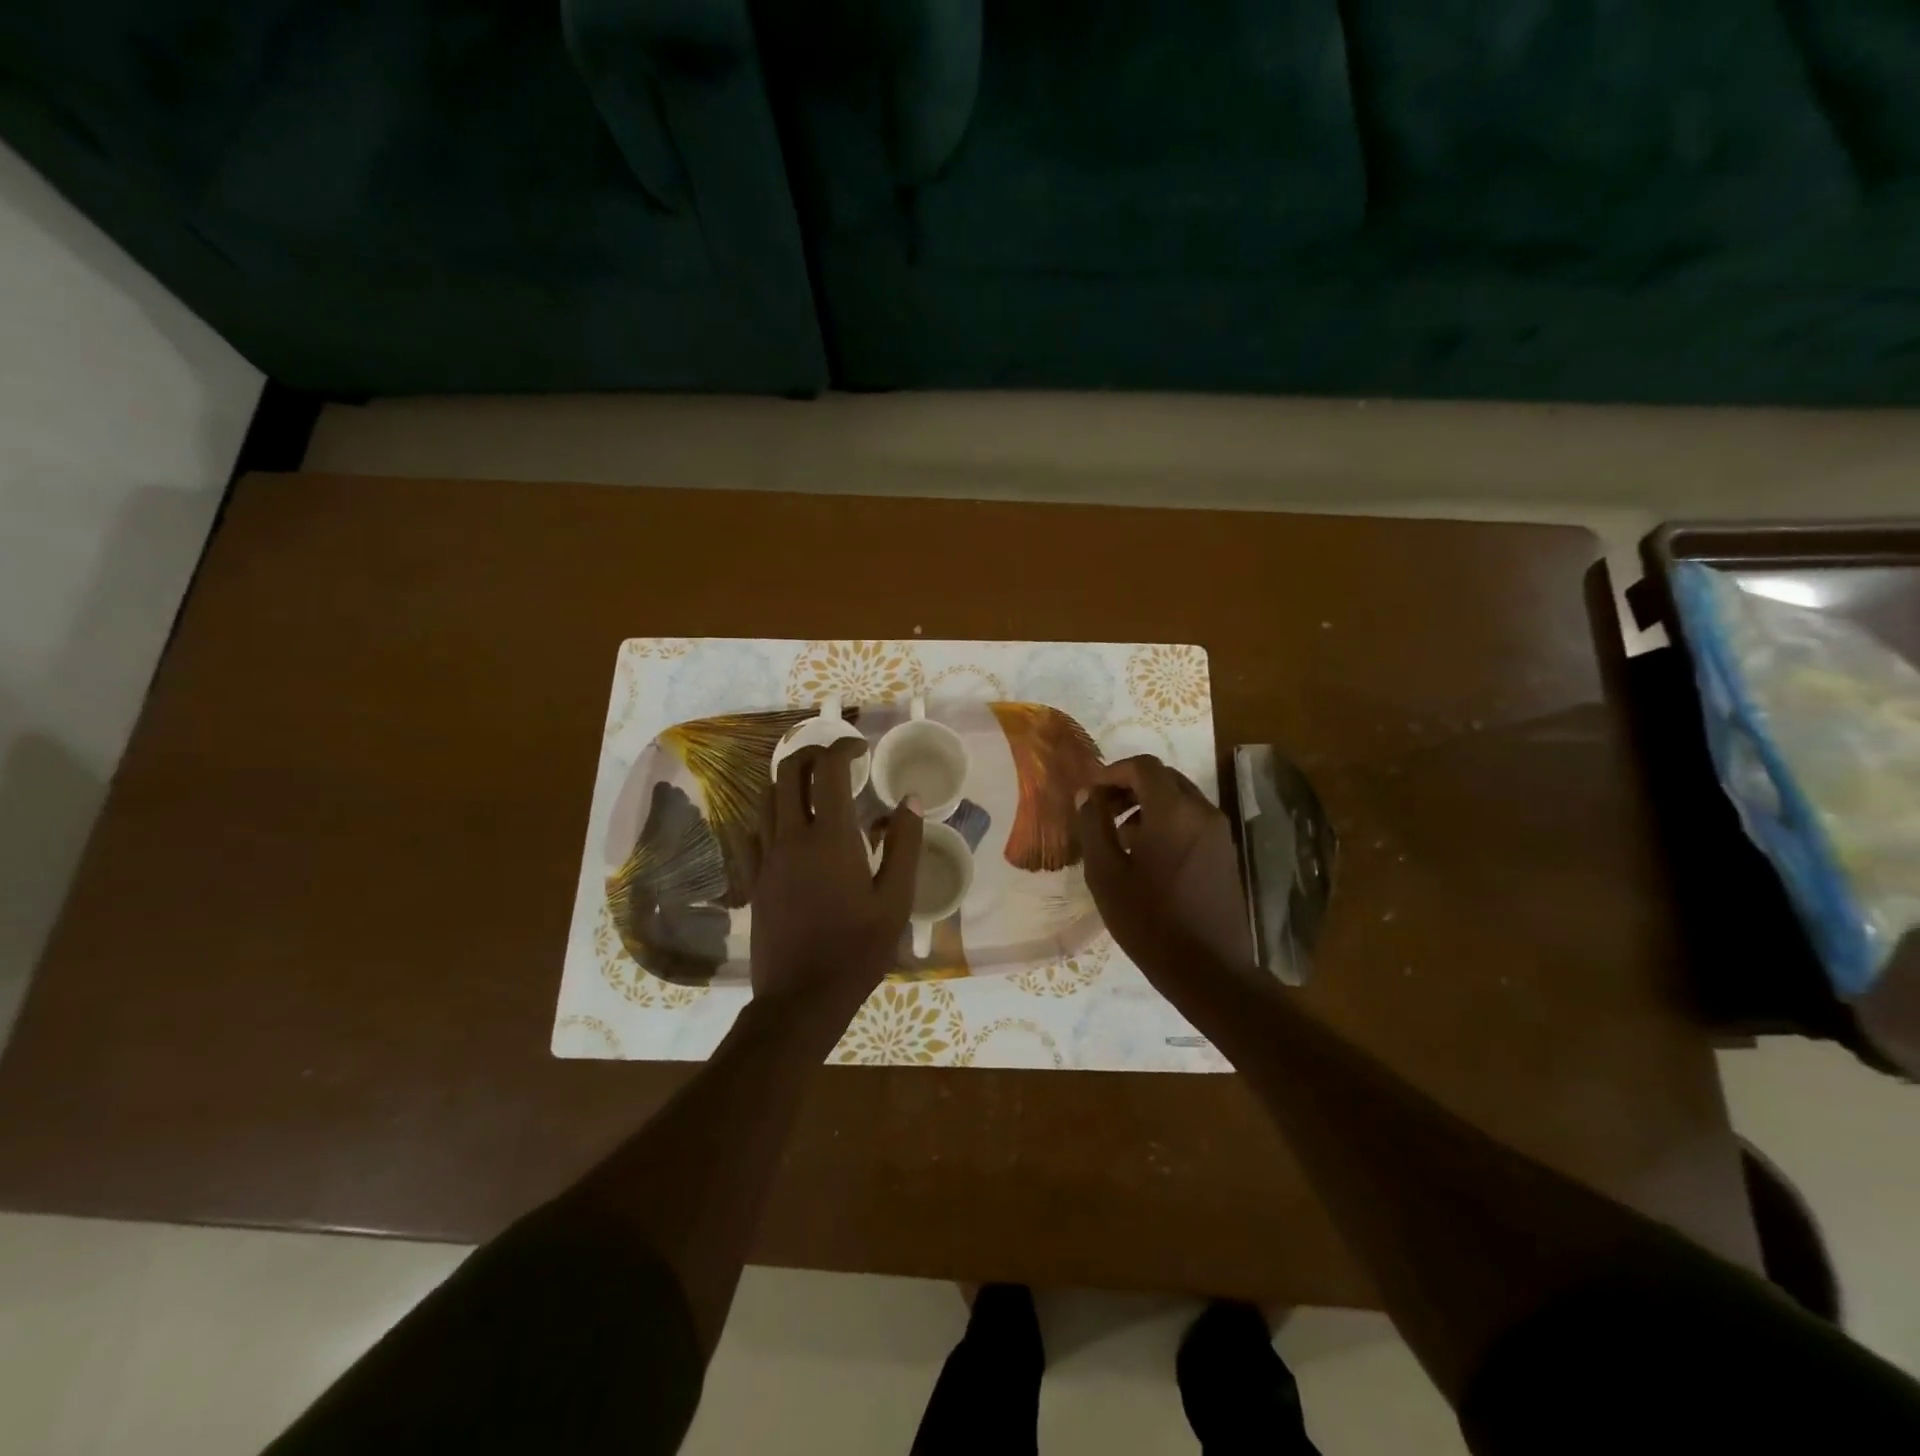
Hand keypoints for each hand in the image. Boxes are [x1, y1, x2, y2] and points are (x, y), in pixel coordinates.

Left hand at [749, 740, 921, 1020]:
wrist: (802, 997)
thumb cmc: (858, 949)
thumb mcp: (896, 899)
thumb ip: (904, 844)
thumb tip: (910, 800)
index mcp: (830, 838)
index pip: (828, 769)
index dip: (844, 747)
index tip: (862, 748)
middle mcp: (791, 837)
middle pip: (788, 772)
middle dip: (812, 753)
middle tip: (837, 759)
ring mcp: (766, 857)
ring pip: (767, 798)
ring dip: (790, 781)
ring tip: (815, 788)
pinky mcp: (753, 879)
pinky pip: (754, 831)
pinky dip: (772, 816)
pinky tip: (790, 828)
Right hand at [1076, 756, 1254, 994]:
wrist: (1209, 970)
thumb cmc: (1149, 920)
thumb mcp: (1106, 874)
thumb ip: (1093, 826)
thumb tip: (1088, 794)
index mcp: (1173, 811)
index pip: (1143, 766)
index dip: (1112, 772)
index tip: (1090, 793)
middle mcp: (1202, 812)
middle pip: (1164, 778)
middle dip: (1129, 786)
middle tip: (1102, 811)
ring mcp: (1219, 833)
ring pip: (1179, 799)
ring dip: (1148, 804)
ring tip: (1120, 837)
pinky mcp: (1225, 853)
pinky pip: (1192, 820)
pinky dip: (1167, 821)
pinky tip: (1147, 856)